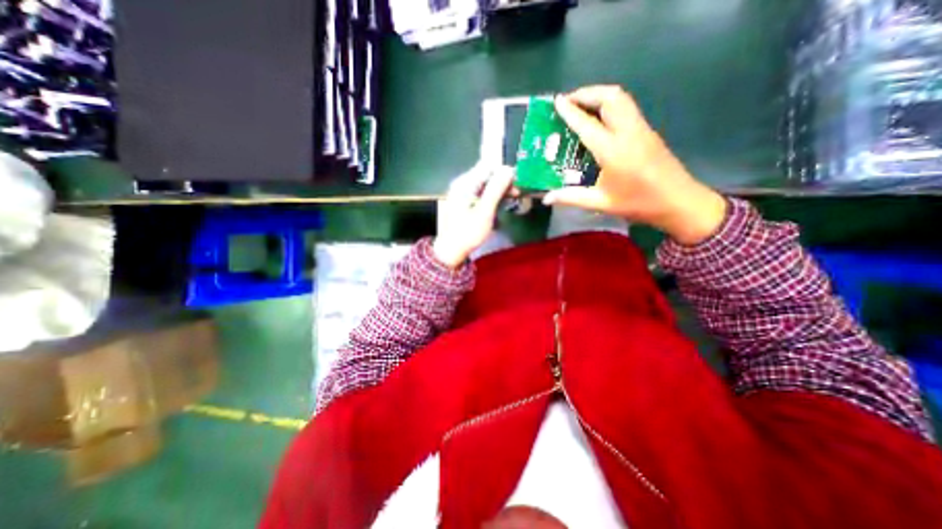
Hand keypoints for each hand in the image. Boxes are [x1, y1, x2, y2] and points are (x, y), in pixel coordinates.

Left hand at [434, 163, 513, 265]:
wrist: (451, 250)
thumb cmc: (468, 232)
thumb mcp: (485, 211)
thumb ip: (496, 189)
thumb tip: (508, 169)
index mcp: (465, 183)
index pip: (488, 167)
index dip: (504, 172)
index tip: (517, 182)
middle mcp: (462, 184)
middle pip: (486, 175)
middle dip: (502, 182)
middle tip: (517, 193)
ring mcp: (461, 193)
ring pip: (484, 184)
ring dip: (498, 190)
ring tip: (512, 199)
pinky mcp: (464, 201)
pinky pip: (480, 192)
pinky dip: (491, 196)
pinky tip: (499, 204)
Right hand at [544, 84, 727, 245]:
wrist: (679, 201)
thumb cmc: (638, 203)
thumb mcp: (601, 203)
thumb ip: (572, 198)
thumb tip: (547, 198)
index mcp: (613, 151)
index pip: (587, 124)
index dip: (570, 111)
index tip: (556, 101)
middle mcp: (628, 132)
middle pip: (610, 97)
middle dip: (587, 93)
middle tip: (569, 102)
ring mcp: (641, 129)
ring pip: (621, 98)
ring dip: (599, 95)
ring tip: (582, 105)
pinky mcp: (647, 131)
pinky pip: (627, 108)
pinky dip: (610, 104)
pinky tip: (600, 119)